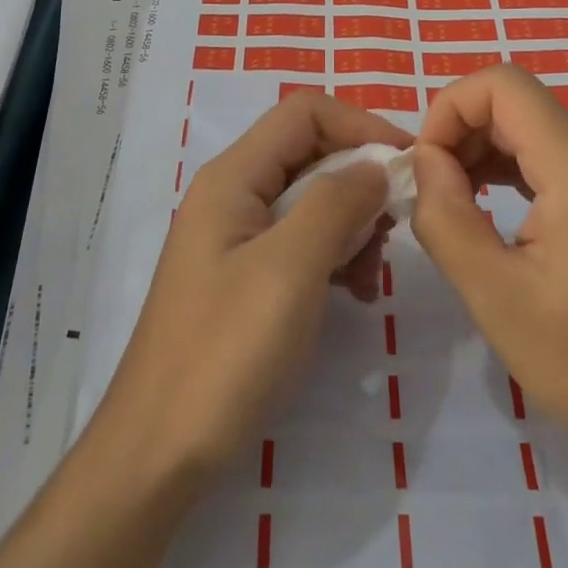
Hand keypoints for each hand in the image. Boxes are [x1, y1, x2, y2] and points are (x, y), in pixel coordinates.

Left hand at [96, 93, 412, 476]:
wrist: (159, 454)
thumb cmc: (225, 353)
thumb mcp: (290, 268)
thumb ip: (336, 202)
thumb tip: (376, 165)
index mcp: (233, 177)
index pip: (305, 113)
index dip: (360, 125)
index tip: (408, 165)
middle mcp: (232, 195)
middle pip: (310, 153)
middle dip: (359, 182)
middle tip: (392, 230)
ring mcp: (236, 238)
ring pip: (311, 199)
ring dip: (351, 225)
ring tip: (368, 277)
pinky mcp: (244, 277)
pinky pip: (300, 242)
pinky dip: (333, 257)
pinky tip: (350, 295)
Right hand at [411, 66, 567, 496]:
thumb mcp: (494, 295)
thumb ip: (444, 215)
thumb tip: (426, 160)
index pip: (501, 84)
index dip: (449, 109)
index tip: (425, 167)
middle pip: (517, 104)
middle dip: (462, 135)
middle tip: (433, 196)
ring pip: (537, 130)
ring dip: (486, 155)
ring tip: (457, 208)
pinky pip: (560, 159)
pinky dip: (517, 172)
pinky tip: (498, 215)